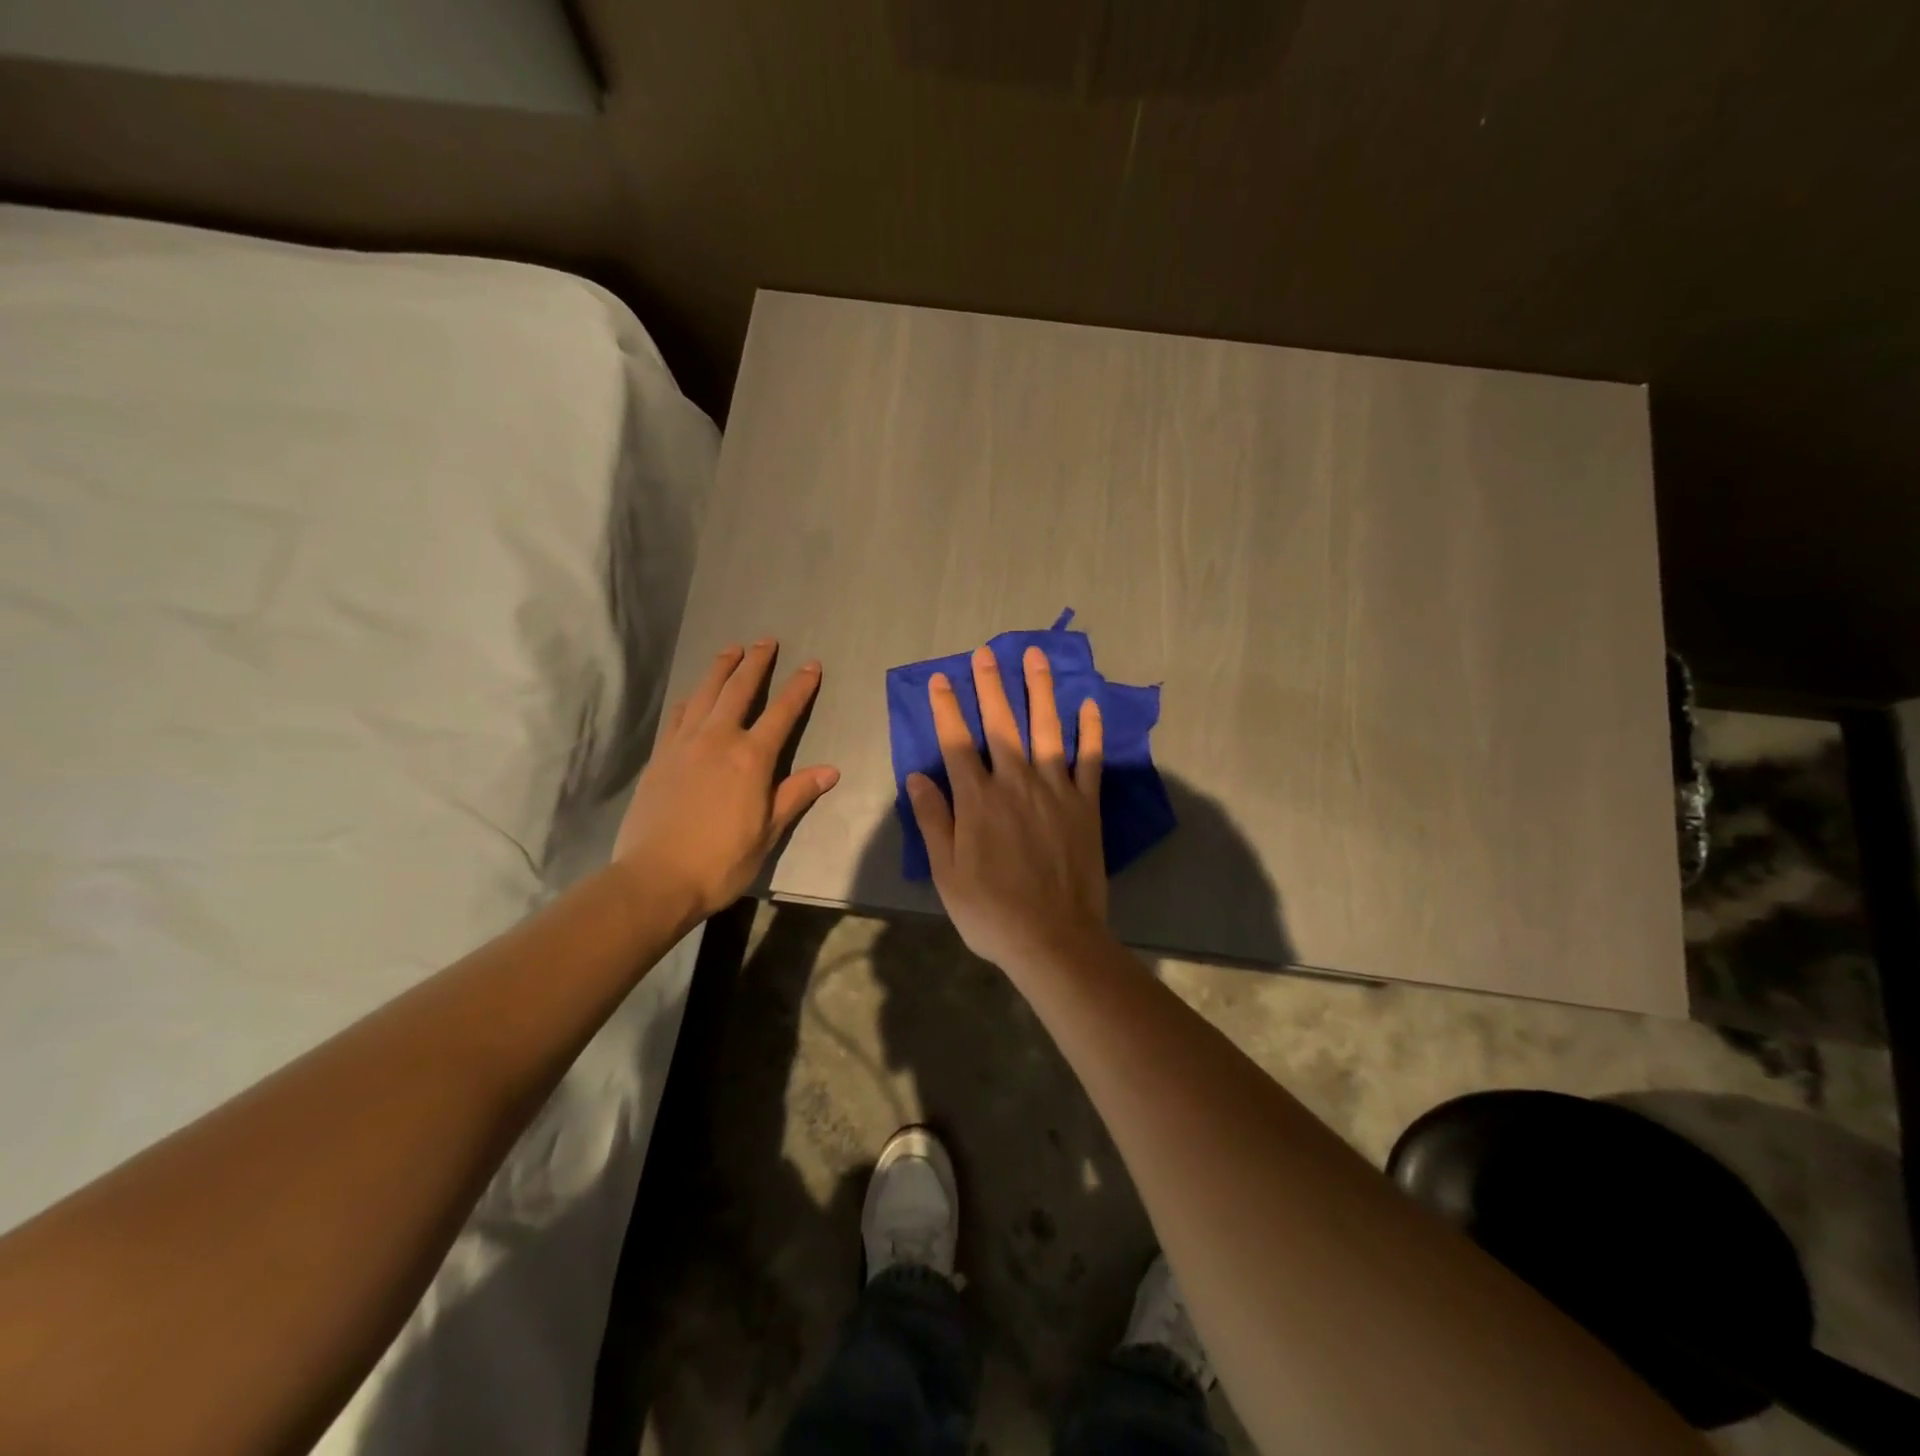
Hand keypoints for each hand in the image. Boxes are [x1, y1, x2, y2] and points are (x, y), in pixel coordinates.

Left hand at [613, 641, 838, 919]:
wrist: (655, 877)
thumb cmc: (721, 860)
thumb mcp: (768, 832)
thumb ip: (796, 794)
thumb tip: (830, 771)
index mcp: (751, 758)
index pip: (782, 712)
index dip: (799, 687)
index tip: (811, 665)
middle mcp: (718, 739)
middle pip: (739, 690)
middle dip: (755, 663)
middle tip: (765, 640)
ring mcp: (684, 744)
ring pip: (704, 694)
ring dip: (720, 669)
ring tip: (731, 649)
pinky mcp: (660, 756)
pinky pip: (678, 716)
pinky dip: (691, 698)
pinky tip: (693, 695)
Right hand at [906, 644, 1109, 970]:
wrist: (1053, 937)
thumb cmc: (991, 910)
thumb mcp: (946, 872)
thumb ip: (934, 820)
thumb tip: (915, 776)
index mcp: (977, 800)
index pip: (956, 742)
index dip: (947, 707)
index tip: (941, 678)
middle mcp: (1015, 782)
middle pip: (1001, 723)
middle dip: (990, 685)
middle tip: (985, 652)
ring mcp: (1055, 790)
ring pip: (1046, 728)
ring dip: (1039, 690)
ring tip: (1036, 656)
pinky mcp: (1086, 804)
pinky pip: (1090, 758)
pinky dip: (1090, 730)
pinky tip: (1089, 705)